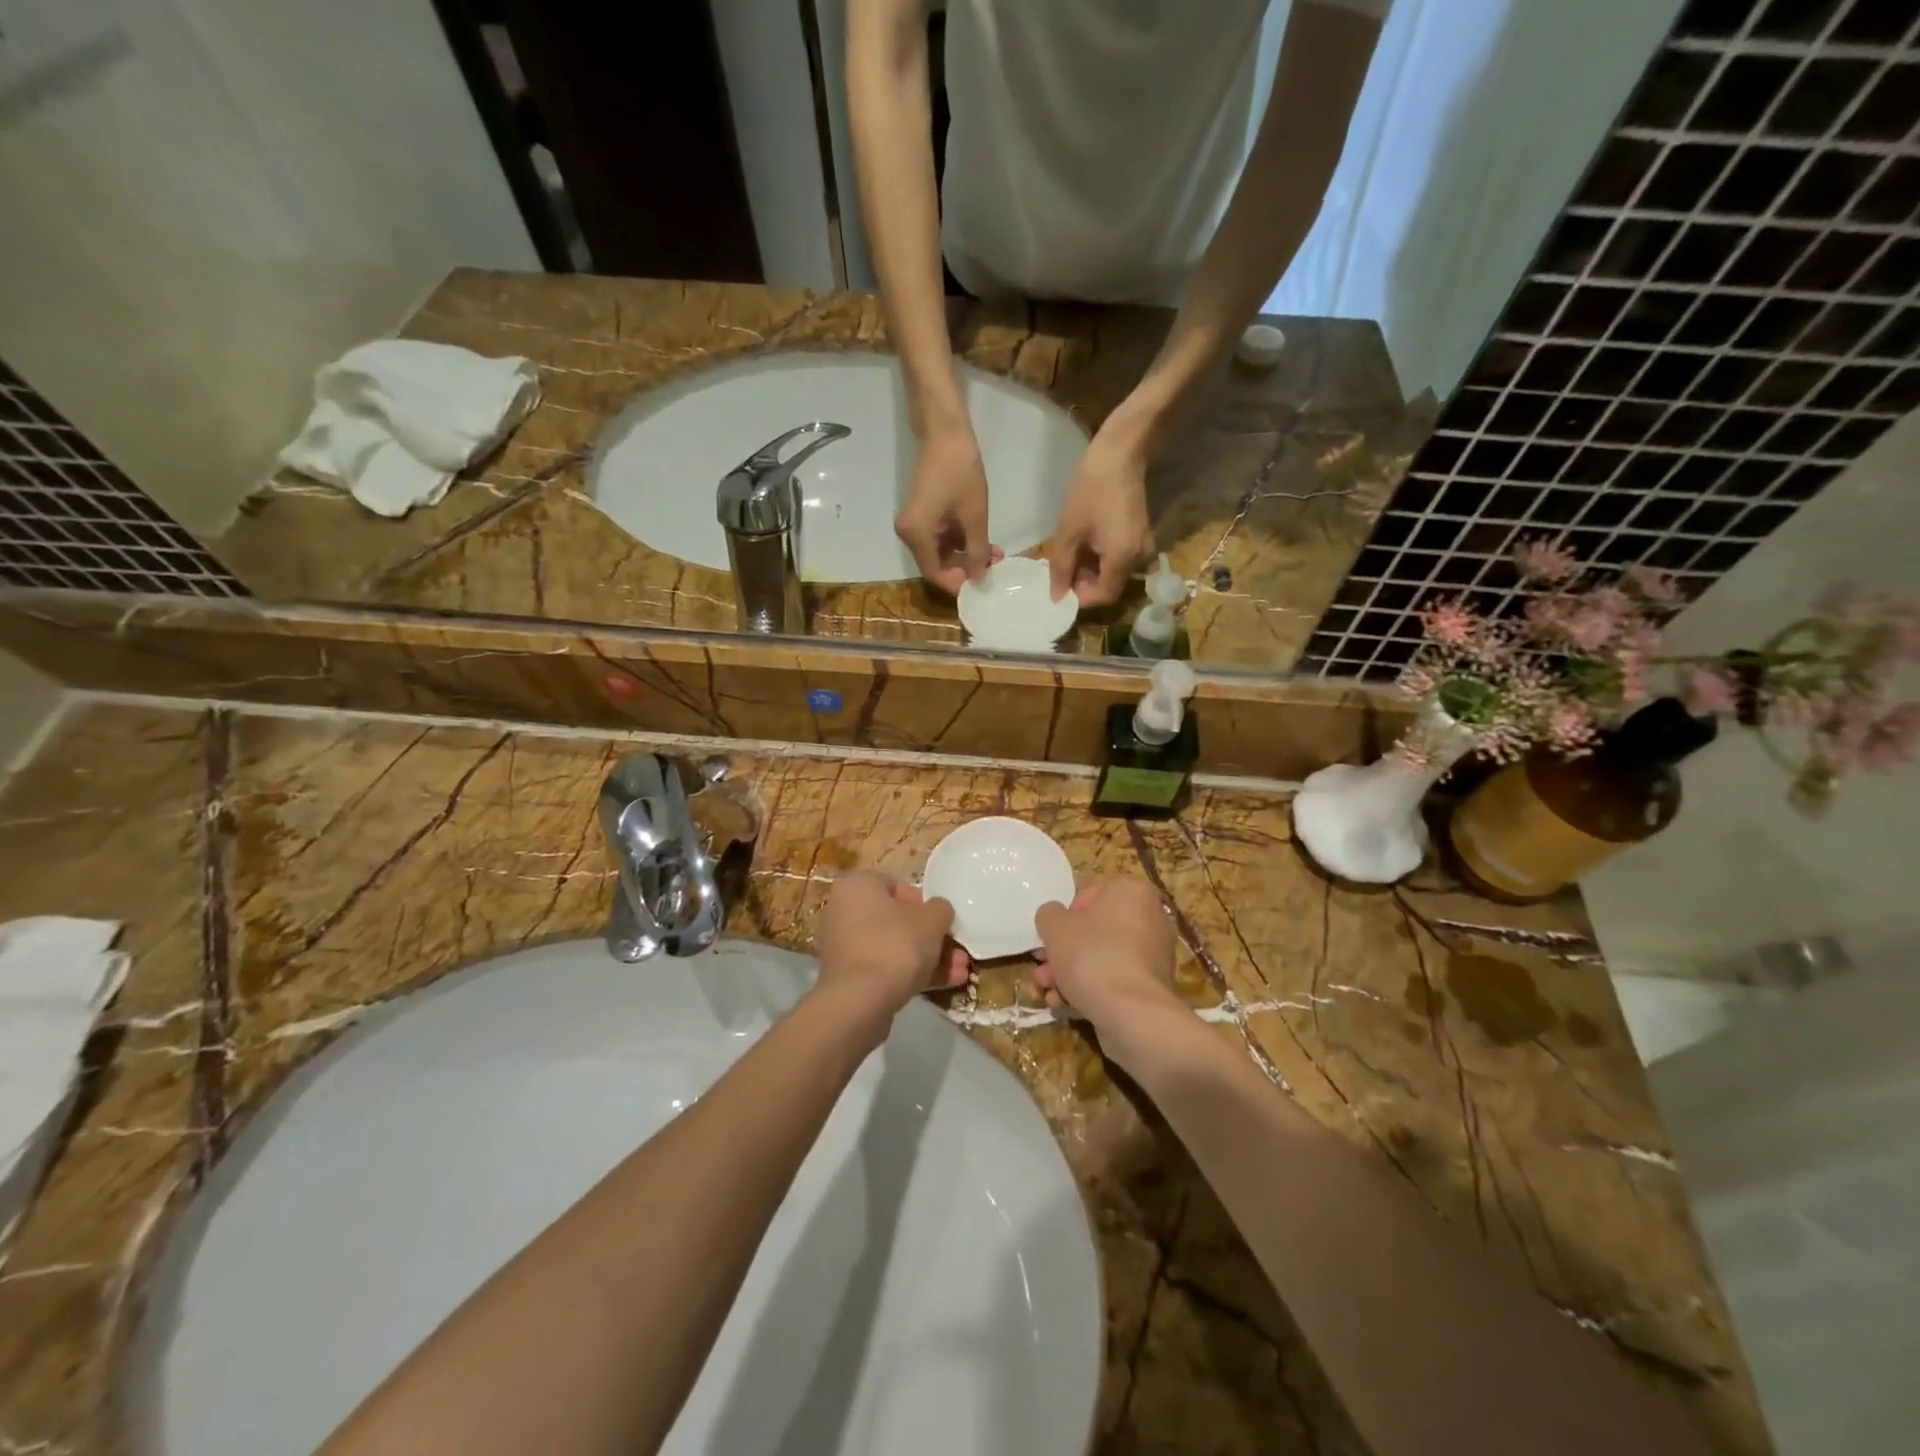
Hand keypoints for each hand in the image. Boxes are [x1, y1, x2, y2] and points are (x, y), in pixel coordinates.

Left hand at [814, 871, 967, 1027]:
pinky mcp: (847, 977)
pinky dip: (910, 974)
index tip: (941, 921)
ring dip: (927, 958)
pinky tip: (944, 985)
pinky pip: (883, 967)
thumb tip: (939, 911)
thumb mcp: (932, 919)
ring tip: (960, 972)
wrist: (860, 1000)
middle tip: (956, 951)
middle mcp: (843, 911)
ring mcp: (843, 947)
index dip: (924, 903)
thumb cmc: (896, 944)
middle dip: (931, 937)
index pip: (895, 886)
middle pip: (896, 921)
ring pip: (893, 947)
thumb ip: (940, 909)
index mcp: (857, 886)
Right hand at [895, 426, 1001, 594]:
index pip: (935, 574)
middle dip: (965, 569)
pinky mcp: (922, 515)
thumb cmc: (961, 472)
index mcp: (916, 535)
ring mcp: (914, 524)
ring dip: (965, 556)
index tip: (982, 586)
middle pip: (936, 565)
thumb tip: (979, 578)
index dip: (958, 584)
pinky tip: (982, 541)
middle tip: (993, 568)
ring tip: (994, 554)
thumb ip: (976, 551)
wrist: (945, 433)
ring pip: (940, 552)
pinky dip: (959, 542)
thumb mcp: (974, 516)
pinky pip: (939, 538)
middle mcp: (908, 534)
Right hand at [1033, 880, 1181, 1051]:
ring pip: (1102, 958)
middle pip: (1095, 931)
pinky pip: (1116, 980)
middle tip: (1043, 970)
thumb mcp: (1055, 927)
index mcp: (1132, 892)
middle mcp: (1150, 918)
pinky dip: (1092, 990)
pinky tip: (1066, 1006)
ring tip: (1048, 993)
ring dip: (1070, 974)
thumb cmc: (1092, 956)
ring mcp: (1154, 955)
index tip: (1051, 939)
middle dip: (1064, 953)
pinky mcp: (1152, 986)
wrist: (1132, 1014)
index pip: (1089, 896)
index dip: (1064, 919)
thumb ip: (1049, 915)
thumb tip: (1054, 918)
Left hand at [1046, 421, 1155, 607]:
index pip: (1102, 597)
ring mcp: (1143, 547)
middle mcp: (1139, 559)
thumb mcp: (1068, 531)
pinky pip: (1118, 558)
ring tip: (1069, 551)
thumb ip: (1060, 568)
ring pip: (1112, 573)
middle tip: (1060, 567)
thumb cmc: (1091, 490)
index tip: (1059, 585)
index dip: (1079, 597)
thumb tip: (1056, 597)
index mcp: (1123, 560)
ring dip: (1090, 569)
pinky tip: (1084, 541)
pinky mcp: (1140, 536)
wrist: (1120, 453)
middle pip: (1108, 586)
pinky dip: (1100, 557)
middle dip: (1083, 582)